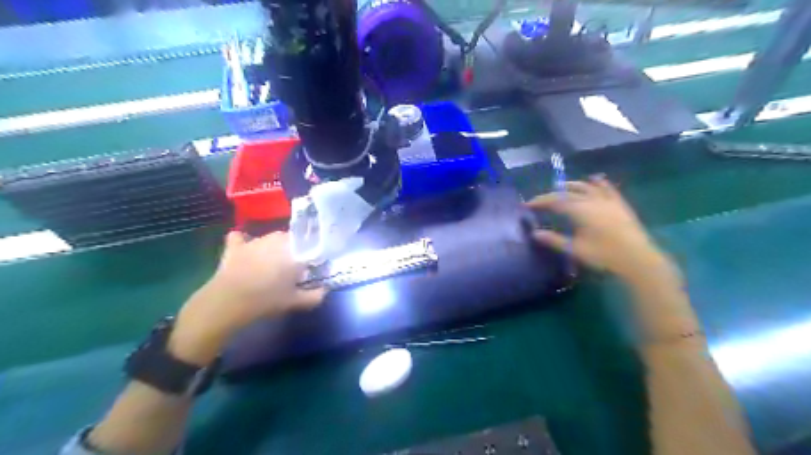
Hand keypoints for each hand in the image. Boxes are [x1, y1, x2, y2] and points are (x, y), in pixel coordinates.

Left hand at [170, 233, 325, 364]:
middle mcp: (277, 239)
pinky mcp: (235, 246)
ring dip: (274, 247)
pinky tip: (244, 248)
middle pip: (292, 240)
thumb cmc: (267, 300)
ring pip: (270, 238)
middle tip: (293, 269)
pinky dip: (243, 241)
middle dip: (294, 251)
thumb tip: (325, 290)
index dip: (312, 256)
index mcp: (295, 250)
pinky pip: (239, 237)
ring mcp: (255, 240)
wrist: (228, 302)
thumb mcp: (296, 302)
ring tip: (271, 265)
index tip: (310, 269)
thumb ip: (315, 296)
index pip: (310, 246)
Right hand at [526, 174, 671, 279]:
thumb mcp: (575, 250)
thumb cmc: (603, 255)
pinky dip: (598, 183)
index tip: (527, 205)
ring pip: (586, 186)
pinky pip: (607, 189)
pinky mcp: (620, 205)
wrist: (637, 259)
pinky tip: (595, 179)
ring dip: (572, 185)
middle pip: (568, 192)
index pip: (554, 201)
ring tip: (562, 187)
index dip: (539, 201)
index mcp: (579, 210)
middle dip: (552, 194)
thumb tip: (534, 233)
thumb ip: (554, 240)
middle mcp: (591, 200)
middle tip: (542, 200)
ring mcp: (607, 200)